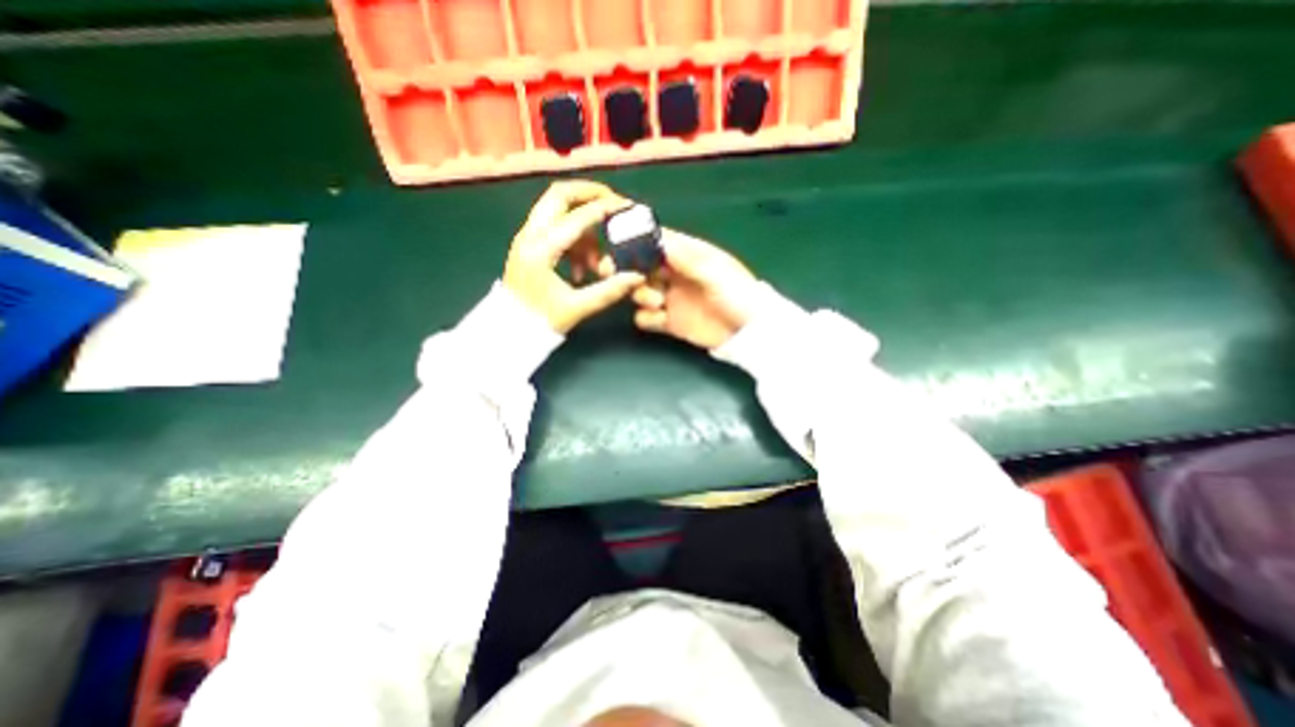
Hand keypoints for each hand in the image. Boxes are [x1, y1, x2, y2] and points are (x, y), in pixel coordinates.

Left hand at [507, 180, 646, 330]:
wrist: (509, 330)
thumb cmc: (540, 320)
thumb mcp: (576, 307)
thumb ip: (609, 290)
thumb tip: (637, 276)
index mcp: (540, 249)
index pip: (578, 217)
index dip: (606, 208)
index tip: (628, 207)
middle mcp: (530, 235)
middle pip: (560, 194)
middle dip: (590, 193)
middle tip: (614, 203)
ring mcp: (527, 237)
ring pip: (559, 211)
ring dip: (584, 227)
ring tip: (597, 261)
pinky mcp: (529, 244)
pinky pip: (556, 228)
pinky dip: (574, 239)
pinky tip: (582, 268)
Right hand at [613, 228, 760, 349]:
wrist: (748, 332)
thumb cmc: (738, 294)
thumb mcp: (715, 272)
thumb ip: (685, 258)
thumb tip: (657, 239)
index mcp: (688, 255)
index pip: (657, 241)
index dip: (638, 241)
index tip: (622, 247)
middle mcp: (674, 274)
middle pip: (641, 265)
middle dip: (629, 269)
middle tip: (621, 274)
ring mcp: (670, 298)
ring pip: (639, 291)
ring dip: (641, 294)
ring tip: (657, 301)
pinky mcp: (669, 322)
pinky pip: (645, 317)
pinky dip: (647, 318)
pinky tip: (660, 319)